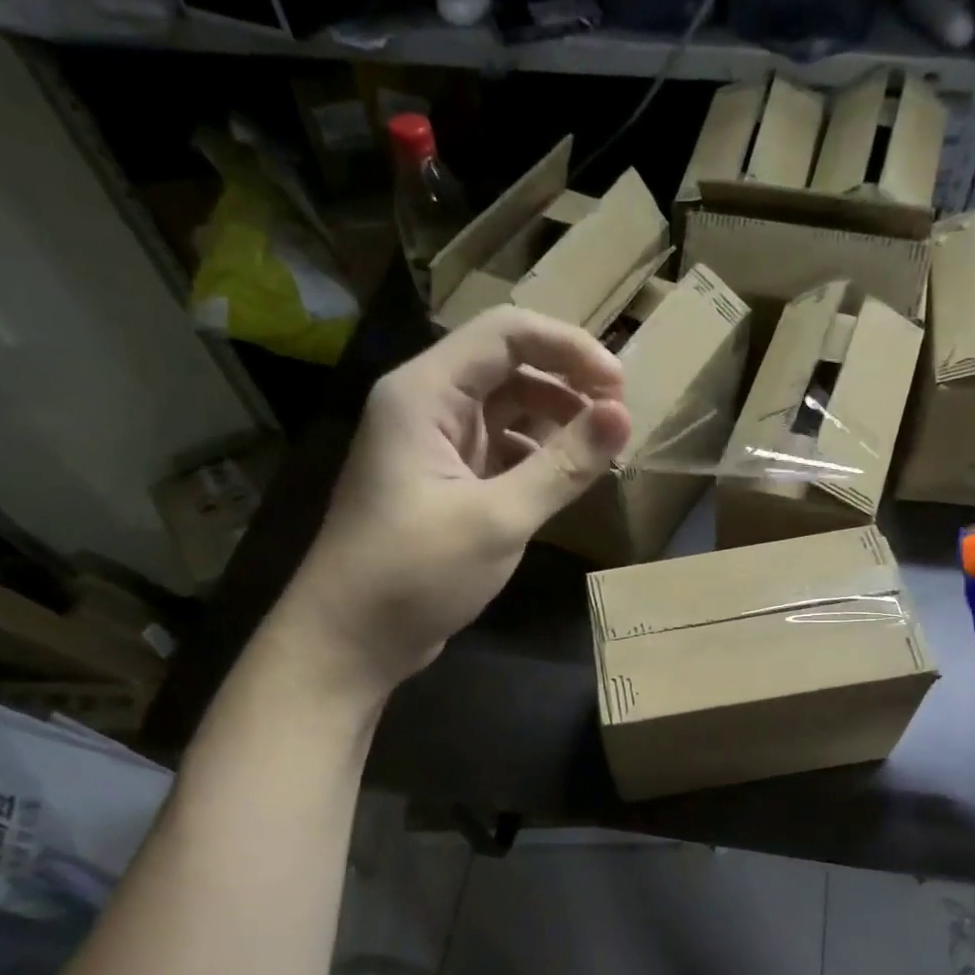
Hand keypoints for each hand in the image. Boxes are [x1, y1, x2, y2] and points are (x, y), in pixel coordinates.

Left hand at [276, 307, 631, 694]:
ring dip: (556, 422)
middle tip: (618, 423)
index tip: (620, 387)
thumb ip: (563, 465)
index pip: (507, 334)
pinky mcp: (444, 482)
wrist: (349, 640)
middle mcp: (427, 405)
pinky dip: (537, 457)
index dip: (570, 348)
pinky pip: (500, 450)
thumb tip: (624, 417)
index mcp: (425, 393)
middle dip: (567, 385)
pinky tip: (566, 481)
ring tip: (601, 452)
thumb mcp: (498, 519)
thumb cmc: (415, 573)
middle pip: (509, 366)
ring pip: (507, 410)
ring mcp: (434, 445)